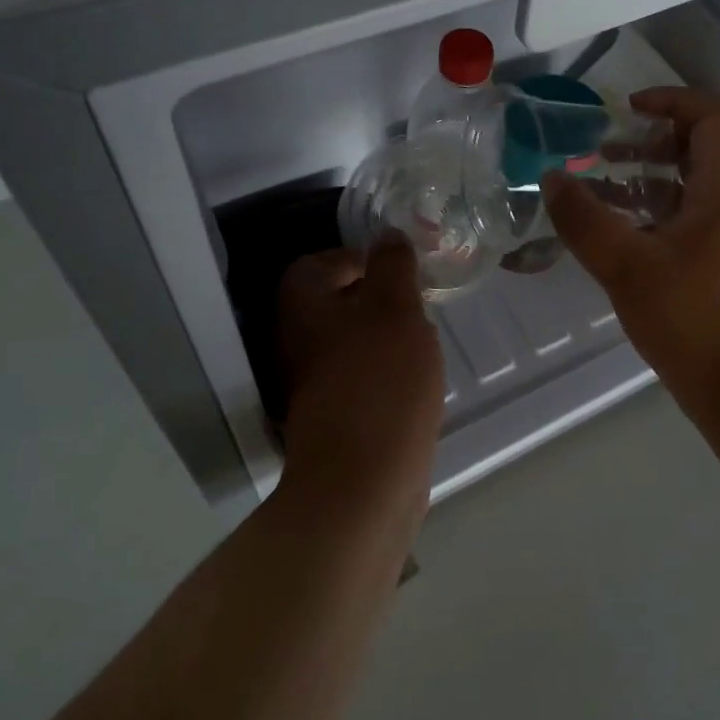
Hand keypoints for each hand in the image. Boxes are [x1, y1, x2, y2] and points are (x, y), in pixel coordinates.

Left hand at [277, 241, 445, 524]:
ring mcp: (314, 382)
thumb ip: (392, 266)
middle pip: (334, 302)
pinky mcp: (335, 415)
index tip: (398, 270)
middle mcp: (298, 341)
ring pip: (350, 340)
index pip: (317, 263)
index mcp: (304, 308)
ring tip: (421, 340)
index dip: (357, 258)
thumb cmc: (380, 381)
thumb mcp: (395, 308)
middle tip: (416, 303)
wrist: (364, 482)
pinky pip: (360, 375)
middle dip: (378, 298)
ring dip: (384, 335)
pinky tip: (414, 380)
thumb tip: (388, 237)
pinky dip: (385, 370)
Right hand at [542, 88, 719, 415]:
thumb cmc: (692, 322)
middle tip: (603, 150)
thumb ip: (585, 221)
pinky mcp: (719, 268)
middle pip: (700, 150)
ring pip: (689, 188)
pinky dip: (651, 213)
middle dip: (649, 141)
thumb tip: (551, 179)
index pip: (714, 118)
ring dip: (646, 178)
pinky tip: (616, 235)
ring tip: (599, 187)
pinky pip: (685, 221)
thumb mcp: (628, 268)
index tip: (628, 109)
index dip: (673, 100)